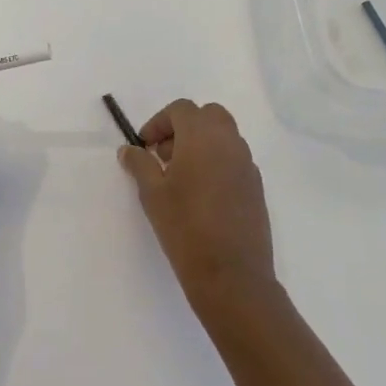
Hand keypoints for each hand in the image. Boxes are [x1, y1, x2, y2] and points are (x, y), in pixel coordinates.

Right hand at [118, 100, 274, 305]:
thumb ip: (140, 164)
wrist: (231, 275)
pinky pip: (234, 160)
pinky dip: (216, 163)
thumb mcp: (152, 193)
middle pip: (208, 115)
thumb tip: (129, 150)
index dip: (159, 122)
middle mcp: (230, 143)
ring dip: (201, 144)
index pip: (181, 109)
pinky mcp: (256, 188)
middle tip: (164, 154)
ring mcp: (247, 165)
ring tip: (180, 177)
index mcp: (203, 137)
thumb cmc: (185, 227)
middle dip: (184, 127)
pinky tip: (201, 195)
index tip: (145, 146)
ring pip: (224, 137)